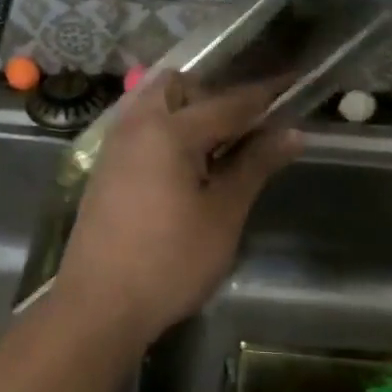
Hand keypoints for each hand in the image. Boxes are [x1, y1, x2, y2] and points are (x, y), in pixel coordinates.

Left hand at [54, 76, 301, 344]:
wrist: (99, 304)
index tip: (292, 86)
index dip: (264, 96)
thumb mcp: (222, 215)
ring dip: (185, 114)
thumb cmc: (169, 261)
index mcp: (167, 130)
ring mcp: (113, 147)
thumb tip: (292, 132)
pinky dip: (164, 133)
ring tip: (215, 152)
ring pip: (152, 105)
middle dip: (212, 97)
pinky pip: (138, 130)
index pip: (227, 102)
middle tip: (241, 133)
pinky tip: (183, 170)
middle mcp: (135, 126)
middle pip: (177, 86)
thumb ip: (254, 166)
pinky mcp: (104, 170)